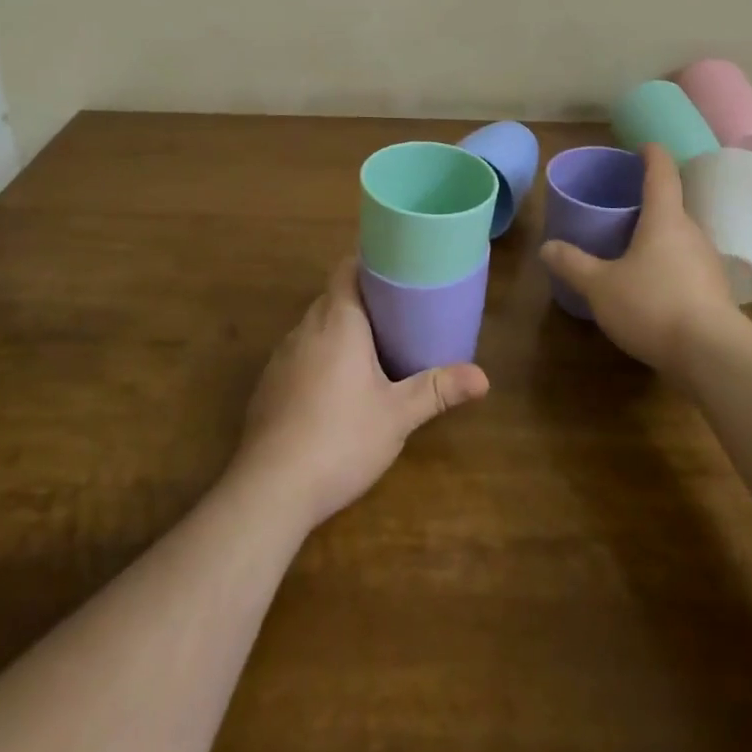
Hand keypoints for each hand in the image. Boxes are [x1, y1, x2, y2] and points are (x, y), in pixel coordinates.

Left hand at [234, 257, 489, 530]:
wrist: (269, 488)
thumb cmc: (341, 438)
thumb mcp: (397, 415)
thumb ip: (438, 390)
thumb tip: (484, 377)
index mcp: (338, 320)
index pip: (346, 268)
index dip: (368, 262)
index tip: (395, 268)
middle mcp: (305, 328)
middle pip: (333, 297)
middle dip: (362, 299)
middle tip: (397, 311)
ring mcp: (281, 357)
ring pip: (314, 327)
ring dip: (339, 330)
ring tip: (371, 347)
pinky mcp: (268, 386)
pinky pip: (299, 355)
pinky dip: (318, 357)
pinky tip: (334, 389)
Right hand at [539, 143, 738, 375]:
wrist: (713, 356)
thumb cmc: (652, 305)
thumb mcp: (600, 286)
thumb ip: (573, 264)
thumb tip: (547, 246)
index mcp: (665, 218)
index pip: (662, 172)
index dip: (652, 154)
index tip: (642, 146)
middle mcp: (691, 232)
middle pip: (671, 205)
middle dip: (648, 202)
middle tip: (621, 205)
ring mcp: (707, 262)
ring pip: (679, 238)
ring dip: (658, 236)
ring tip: (631, 246)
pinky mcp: (714, 292)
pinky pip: (686, 265)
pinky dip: (668, 265)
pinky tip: (650, 286)